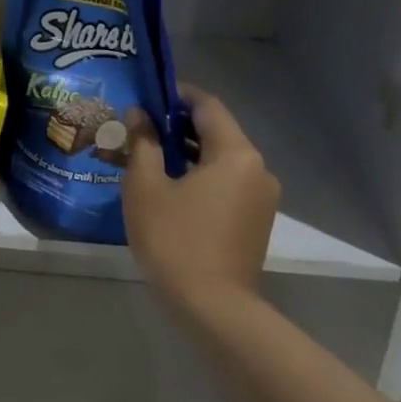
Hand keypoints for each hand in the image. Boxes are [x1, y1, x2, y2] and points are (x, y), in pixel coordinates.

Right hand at [123, 85, 279, 307]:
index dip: (176, 95)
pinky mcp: (256, 220)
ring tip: (148, 156)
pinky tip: (169, 186)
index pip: (207, 106)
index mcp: (236, 153)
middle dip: (177, 125)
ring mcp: (261, 197)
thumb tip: (139, 114)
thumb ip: (142, 143)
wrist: (213, 307)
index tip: (146, 95)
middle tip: (139, 127)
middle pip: (216, 131)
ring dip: (186, 152)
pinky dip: (200, 175)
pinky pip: (226, 183)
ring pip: (221, 159)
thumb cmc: (175, 239)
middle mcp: (257, 168)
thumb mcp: (146, 186)